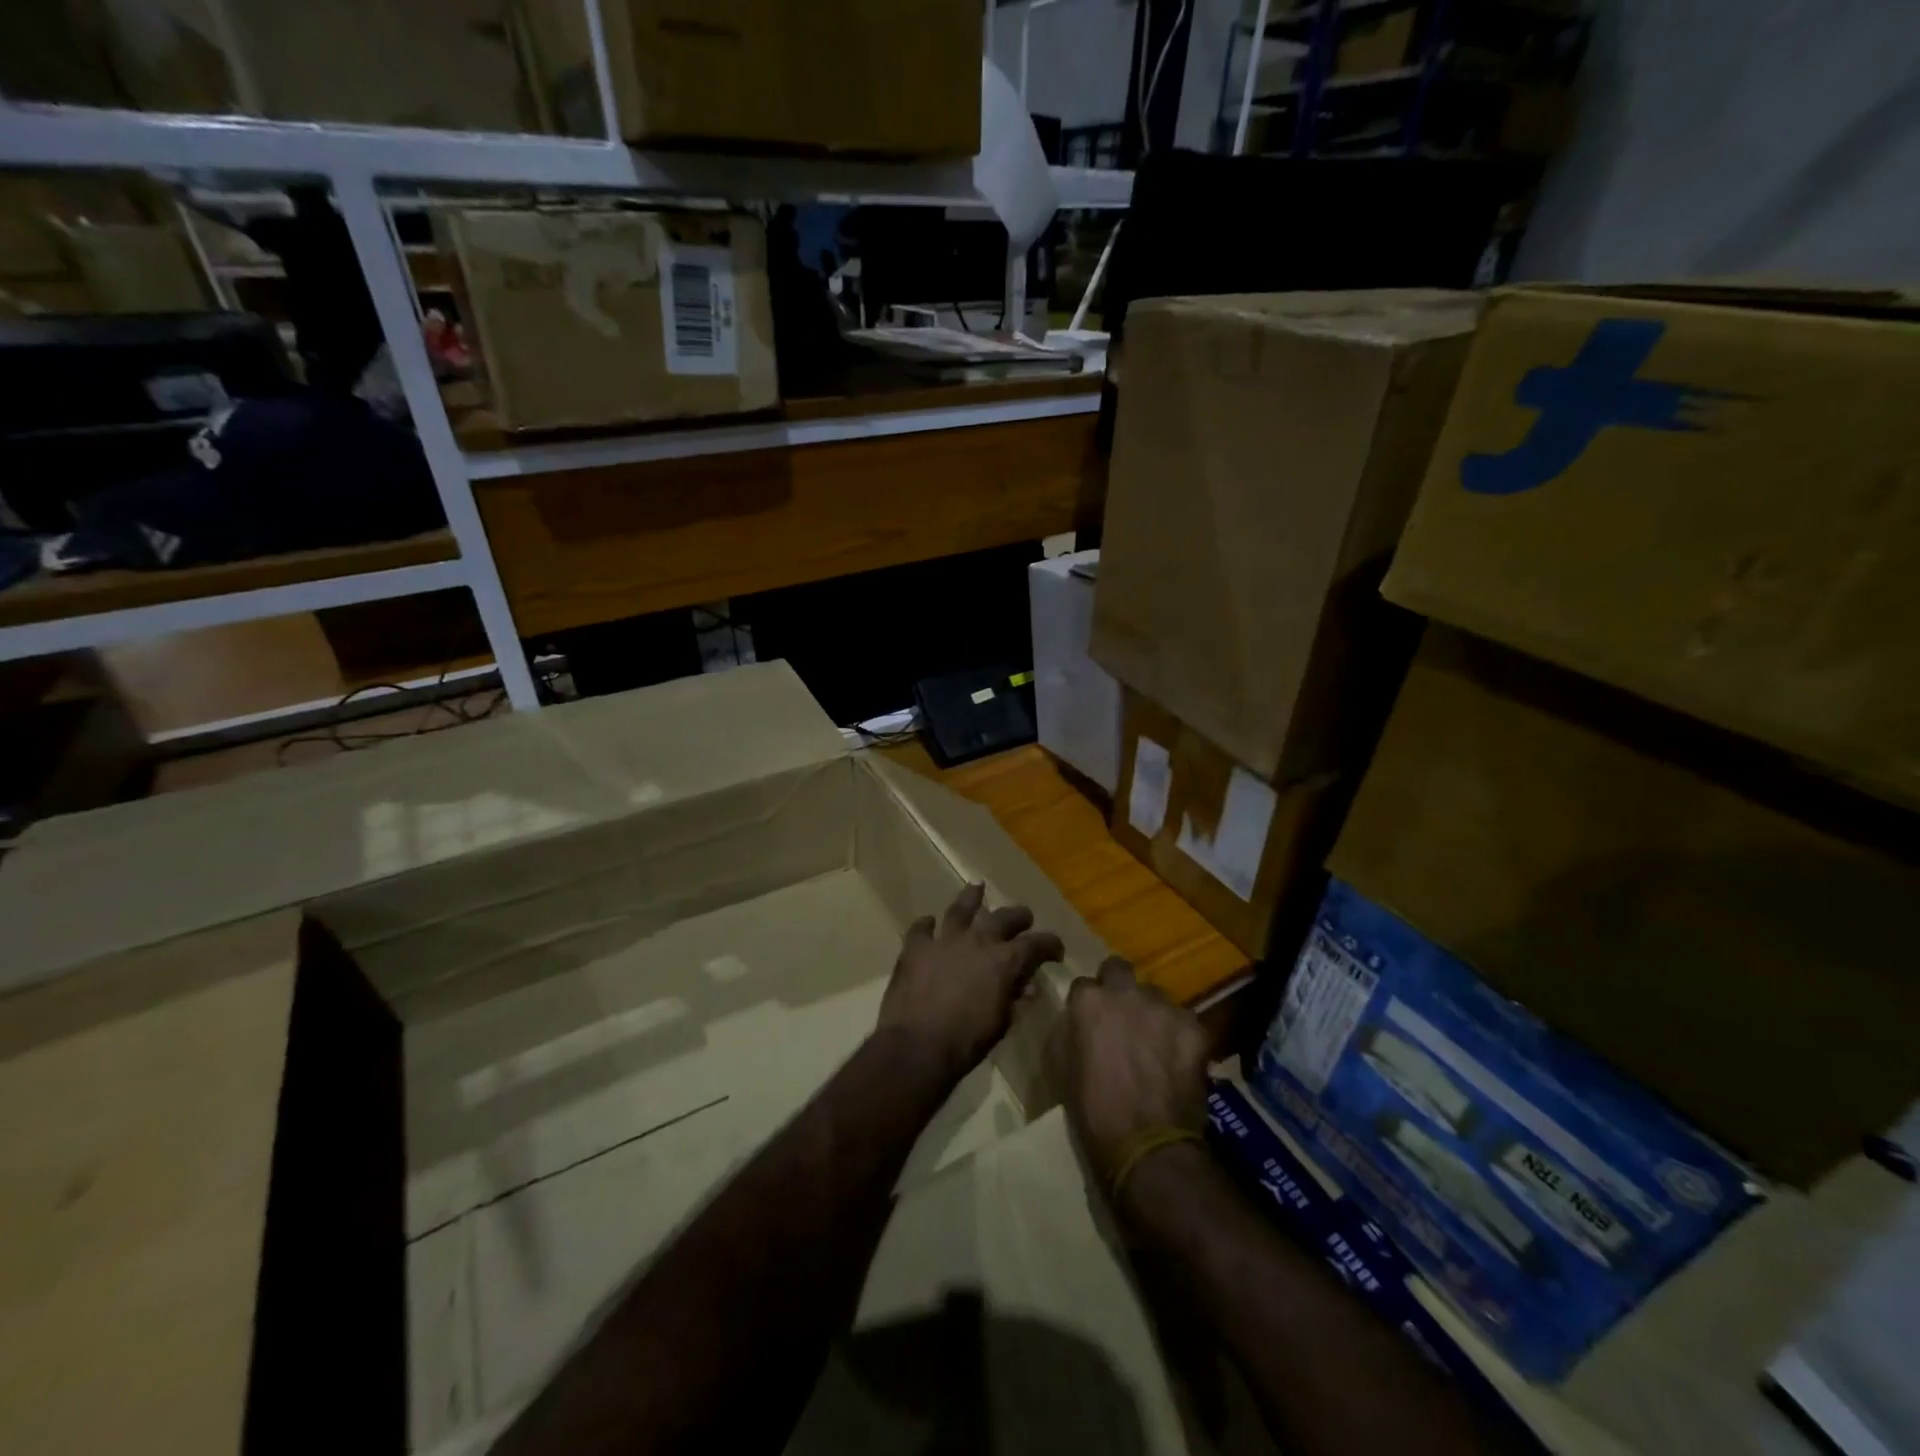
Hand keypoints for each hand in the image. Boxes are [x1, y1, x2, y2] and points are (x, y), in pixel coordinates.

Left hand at [877, 883, 1064, 1085]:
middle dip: (1018, 916)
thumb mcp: (1001, 1023)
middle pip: (1003, 917)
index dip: (1050, 944)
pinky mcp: (915, 948)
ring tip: (977, 887)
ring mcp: (944, 940)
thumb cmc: (966, 1042)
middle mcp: (978, 941)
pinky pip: (921, 929)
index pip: (1036, 943)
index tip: (1056, 950)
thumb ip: (1014, 999)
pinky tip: (928, 923)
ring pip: (961, 909)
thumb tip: (1026, 986)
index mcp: (1004, 961)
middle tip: (1024, 917)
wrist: (917, 1046)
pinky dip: (926, 925)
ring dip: (971, 898)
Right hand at [1058, 958, 1210, 1180]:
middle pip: (1119, 969)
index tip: (1089, 1022)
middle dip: (1117, 986)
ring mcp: (1163, 1007)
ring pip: (1155, 995)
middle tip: (1121, 1016)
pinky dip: (1179, 1035)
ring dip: (1150, 1012)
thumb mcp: (1061, 1067)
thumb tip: (1076, 1020)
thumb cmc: (1093, 1112)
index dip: (1087, 1004)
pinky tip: (1178, 1060)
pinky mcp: (1194, 1027)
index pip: (1083, 984)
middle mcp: (1126, 992)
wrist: (1147, 1146)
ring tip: (1154, 1042)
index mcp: (1089, 1001)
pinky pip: (1183, 1021)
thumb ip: (1068, 1031)